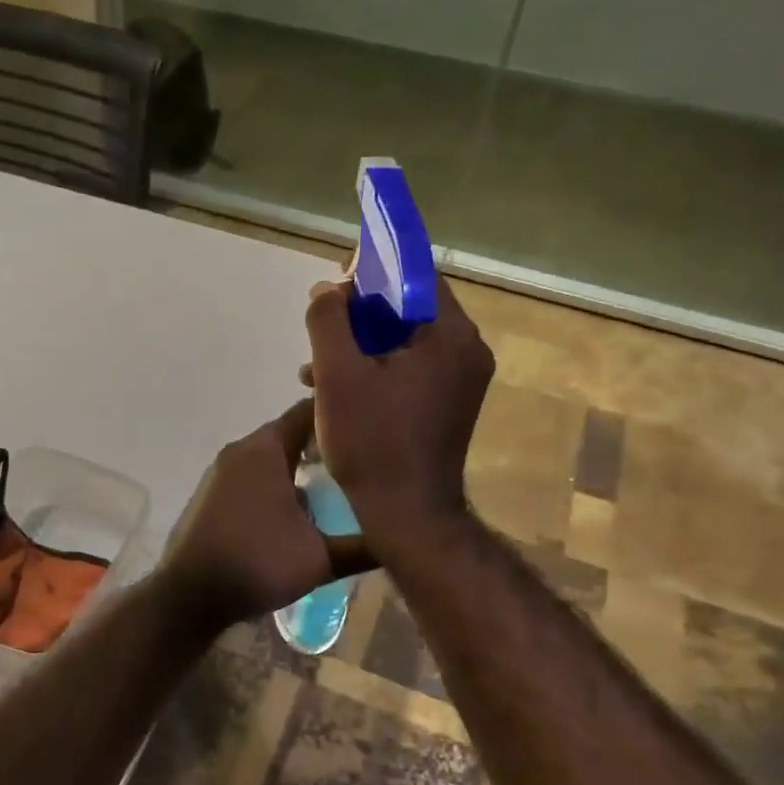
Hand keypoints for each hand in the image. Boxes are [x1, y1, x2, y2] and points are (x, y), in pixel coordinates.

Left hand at [157, 398, 376, 633]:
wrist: (189, 595)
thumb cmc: (257, 563)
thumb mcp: (320, 558)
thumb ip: (363, 546)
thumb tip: (403, 539)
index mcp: (266, 449)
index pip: (309, 411)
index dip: (341, 415)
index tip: (373, 425)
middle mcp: (240, 450)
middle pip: (290, 432)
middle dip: (324, 443)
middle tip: (362, 458)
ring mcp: (221, 472)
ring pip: (270, 456)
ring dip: (299, 465)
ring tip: (336, 483)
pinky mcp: (211, 495)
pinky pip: (253, 476)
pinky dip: (277, 482)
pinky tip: (298, 508)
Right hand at [302, 277, 494, 552]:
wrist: (407, 516)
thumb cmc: (372, 441)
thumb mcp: (338, 374)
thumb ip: (328, 320)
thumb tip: (328, 290)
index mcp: (451, 336)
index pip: (416, 275)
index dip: (373, 268)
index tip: (337, 279)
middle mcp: (467, 351)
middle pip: (410, 309)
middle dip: (360, 313)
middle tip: (322, 323)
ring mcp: (461, 381)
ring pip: (406, 342)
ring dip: (361, 344)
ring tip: (316, 365)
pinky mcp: (448, 406)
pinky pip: (410, 369)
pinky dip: (376, 369)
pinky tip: (335, 388)